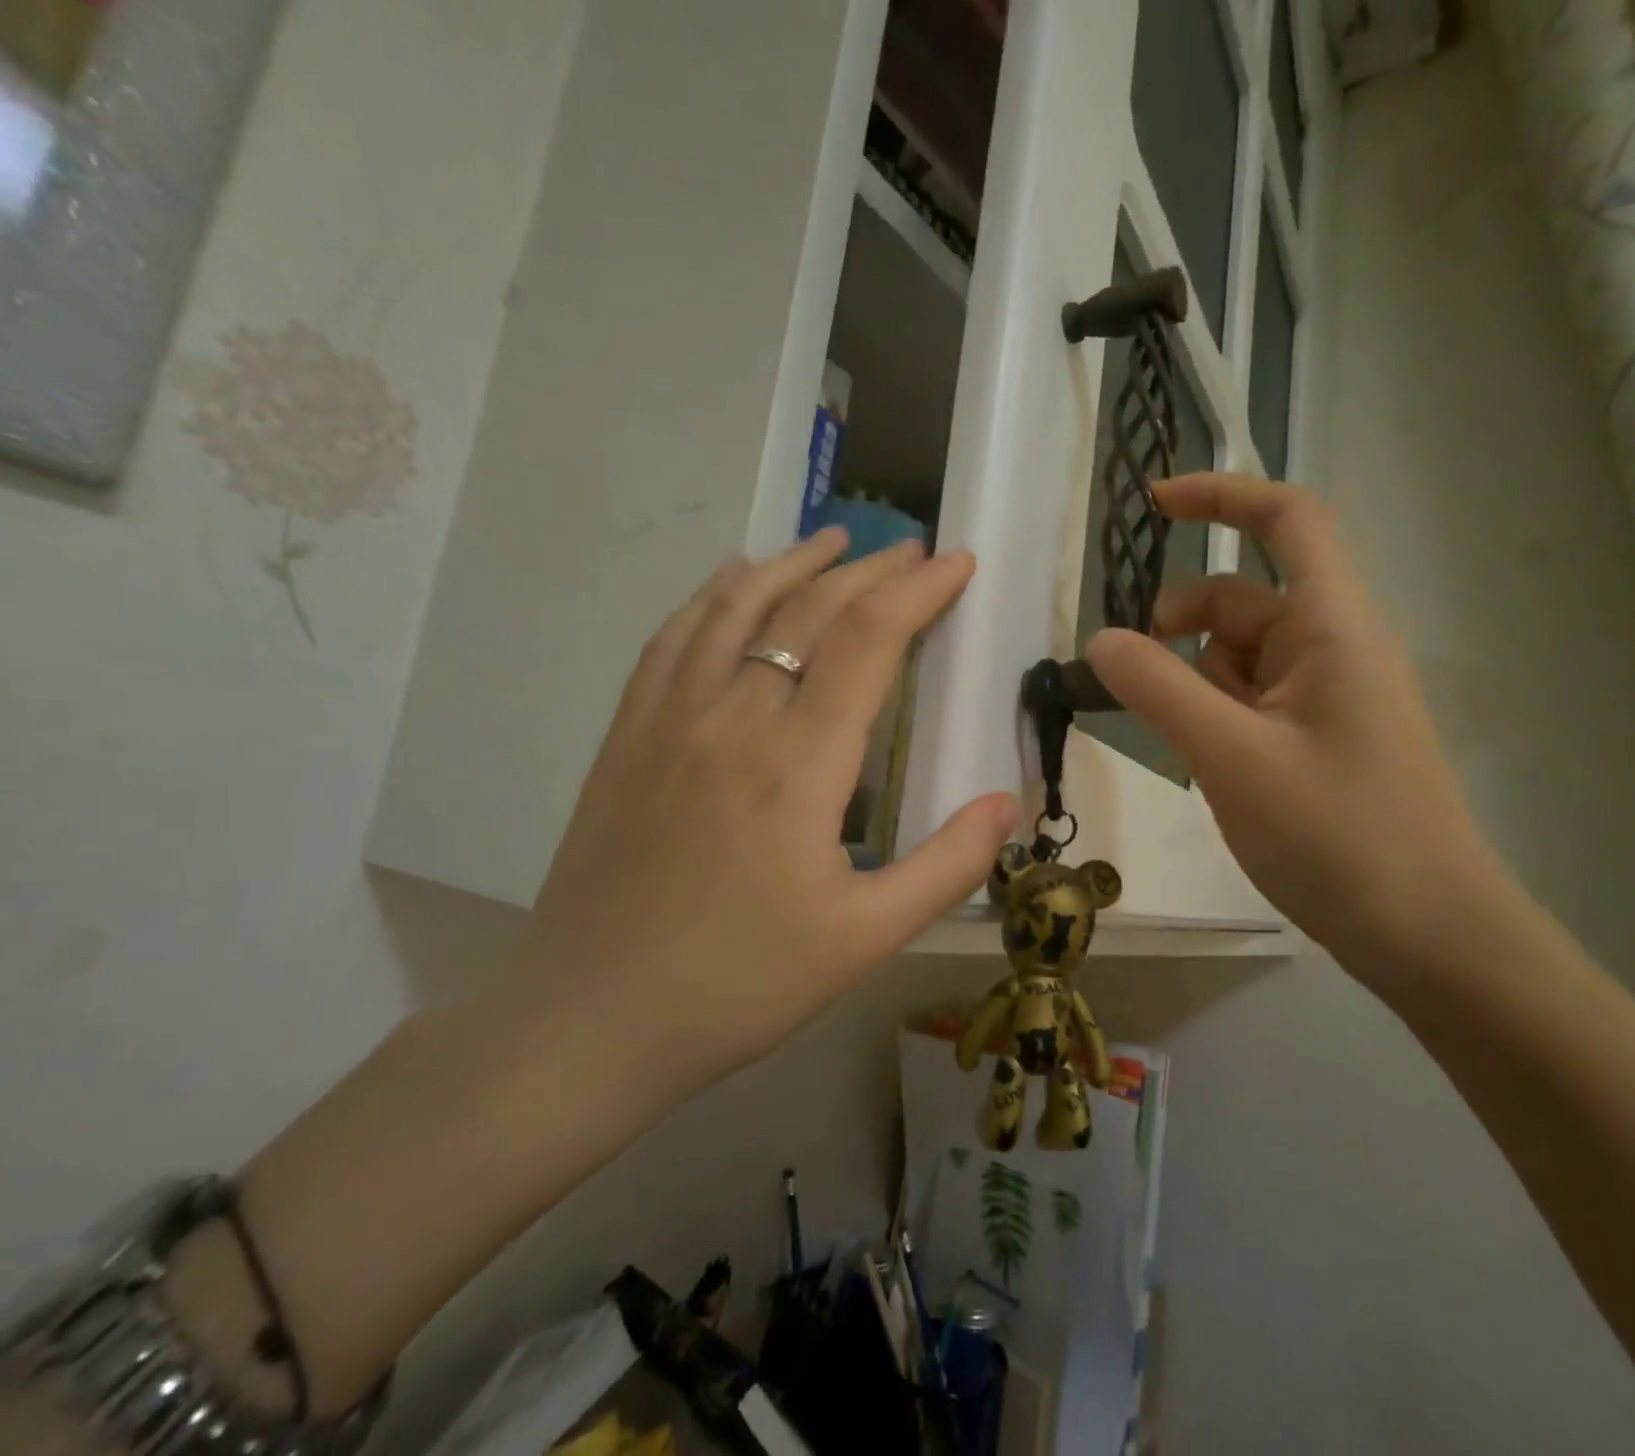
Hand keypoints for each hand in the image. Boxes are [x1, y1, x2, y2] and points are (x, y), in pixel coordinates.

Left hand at [506, 529, 1019, 1123]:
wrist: (592, 1020)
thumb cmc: (739, 984)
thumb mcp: (865, 939)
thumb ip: (947, 866)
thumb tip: (1008, 803)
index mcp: (798, 764)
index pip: (869, 640)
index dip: (918, 591)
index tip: (957, 563)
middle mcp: (732, 718)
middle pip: (807, 611)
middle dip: (869, 570)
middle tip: (913, 551)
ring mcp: (669, 719)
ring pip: (736, 608)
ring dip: (792, 564)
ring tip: (833, 540)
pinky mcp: (627, 735)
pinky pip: (673, 637)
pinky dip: (713, 595)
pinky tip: (733, 580)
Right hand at [1085, 474, 1502, 973]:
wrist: (1428, 935)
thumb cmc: (1338, 836)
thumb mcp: (1232, 758)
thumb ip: (1158, 690)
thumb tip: (1100, 640)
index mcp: (1332, 626)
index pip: (1286, 520)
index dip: (1221, 496)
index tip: (1153, 505)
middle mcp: (1333, 648)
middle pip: (1241, 600)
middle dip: (1181, 630)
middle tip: (1137, 686)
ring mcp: (1327, 697)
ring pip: (1238, 658)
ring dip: (1194, 686)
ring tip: (1188, 753)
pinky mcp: (1318, 739)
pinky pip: (1250, 702)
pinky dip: (1214, 719)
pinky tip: (1211, 771)